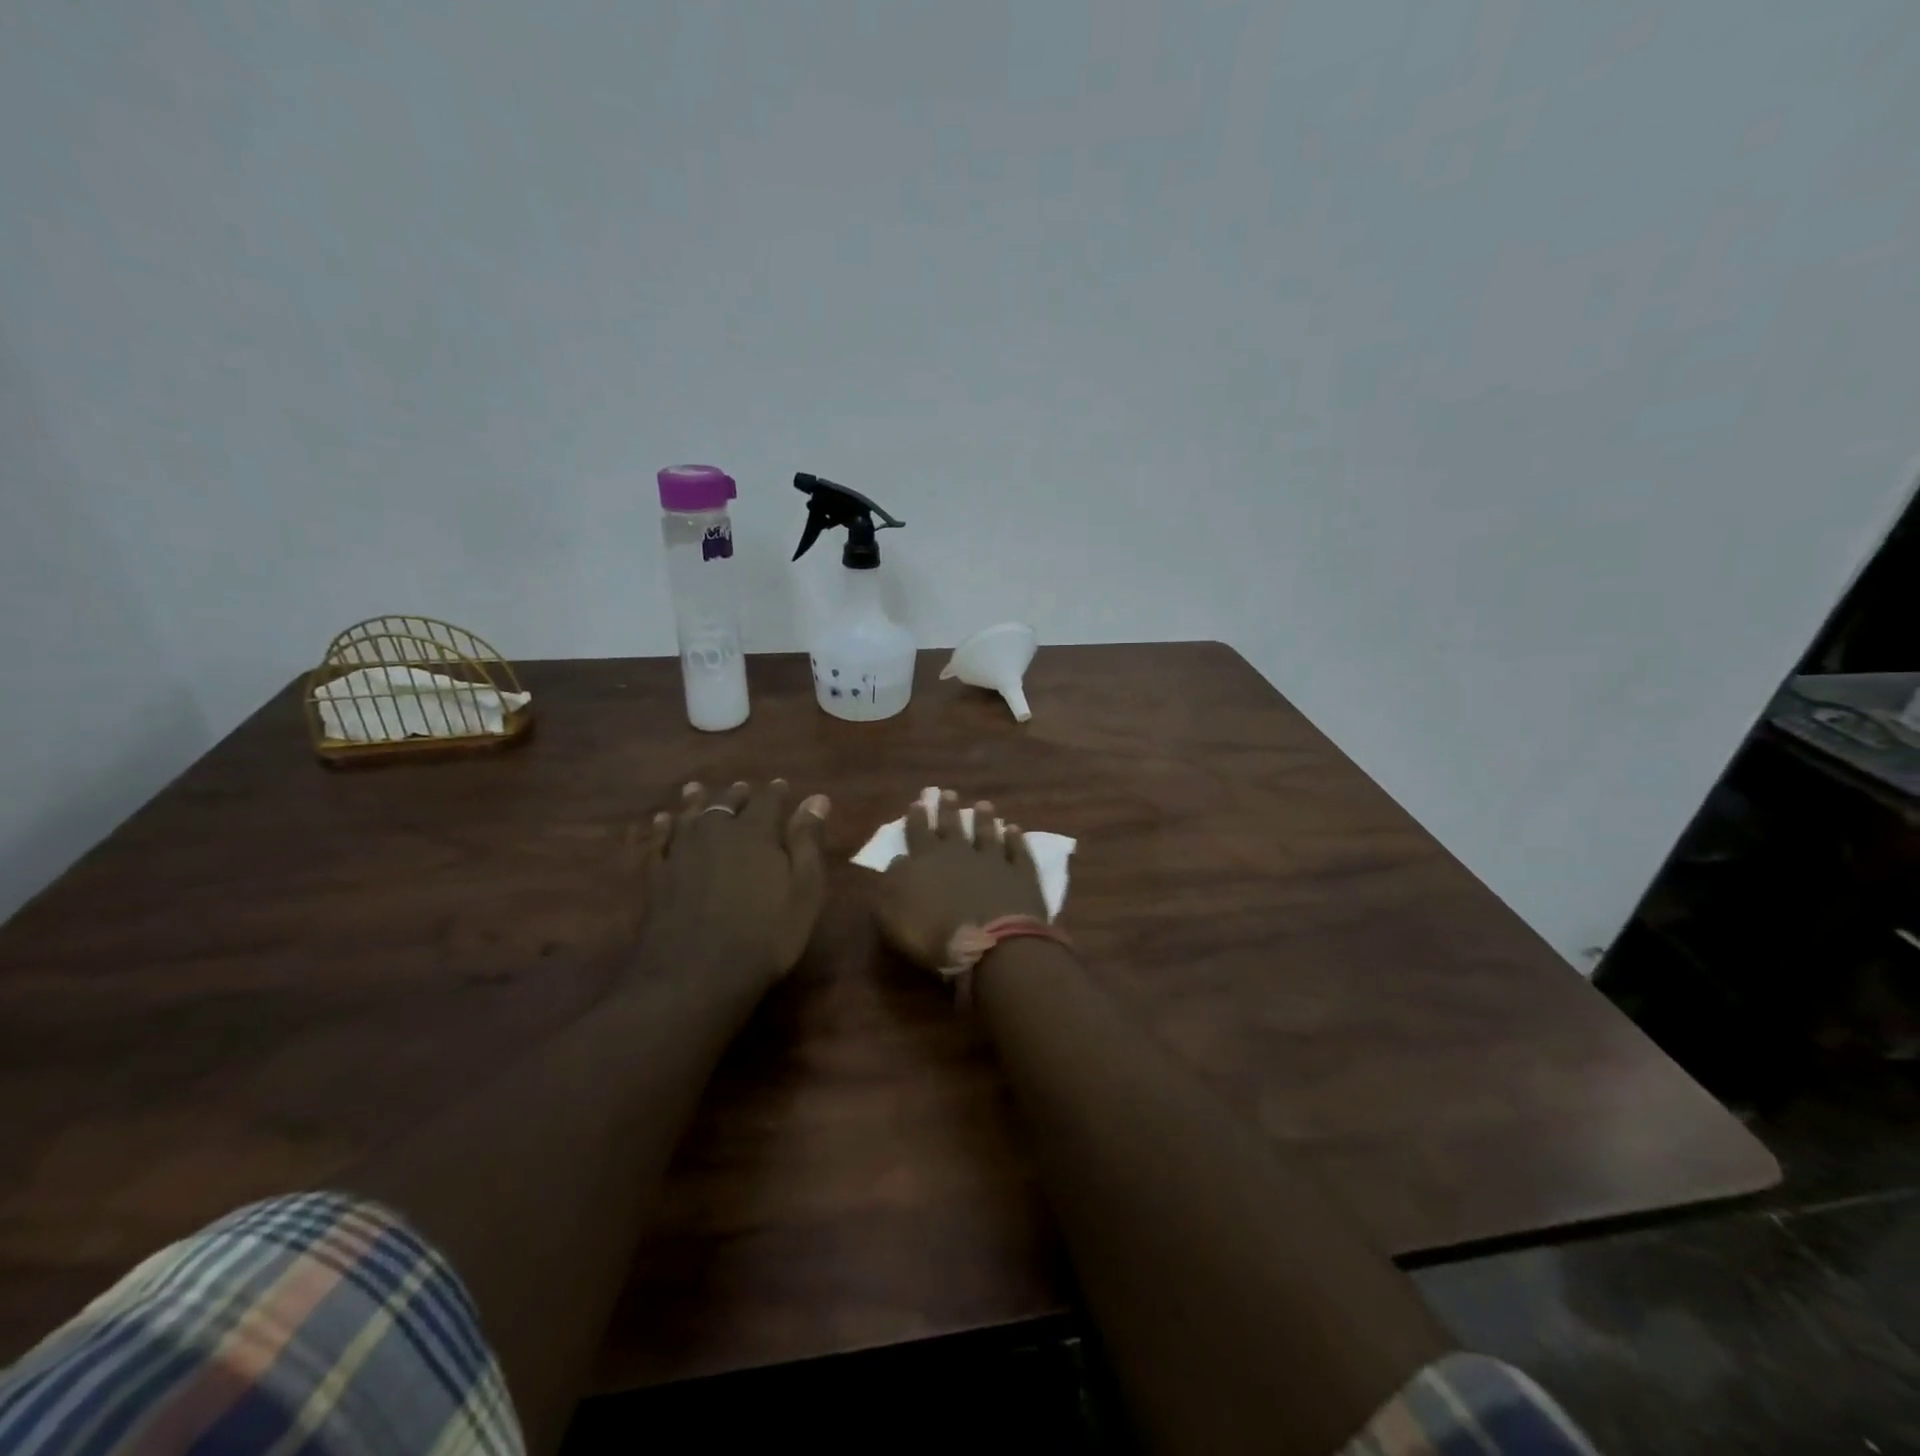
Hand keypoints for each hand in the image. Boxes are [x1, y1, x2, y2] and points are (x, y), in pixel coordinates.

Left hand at [638, 780, 830, 994]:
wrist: (695, 974)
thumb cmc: (765, 934)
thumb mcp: (803, 891)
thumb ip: (808, 842)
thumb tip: (817, 799)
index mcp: (755, 832)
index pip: (768, 800)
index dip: (776, 792)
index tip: (782, 786)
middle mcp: (716, 832)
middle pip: (726, 803)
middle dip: (737, 794)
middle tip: (743, 788)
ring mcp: (682, 853)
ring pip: (689, 816)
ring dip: (696, 801)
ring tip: (698, 789)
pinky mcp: (657, 876)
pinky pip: (658, 842)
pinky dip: (662, 828)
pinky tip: (662, 821)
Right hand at [875, 789, 1047, 969]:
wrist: (989, 943)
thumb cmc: (933, 934)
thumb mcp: (892, 915)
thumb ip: (890, 885)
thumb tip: (897, 862)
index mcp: (925, 860)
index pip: (918, 833)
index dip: (917, 818)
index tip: (918, 801)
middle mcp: (959, 853)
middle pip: (952, 826)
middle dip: (948, 809)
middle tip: (948, 792)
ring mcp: (993, 861)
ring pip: (987, 833)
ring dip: (984, 819)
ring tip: (984, 804)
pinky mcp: (1020, 875)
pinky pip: (1017, 851)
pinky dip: (1015, 840)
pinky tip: (1014, 830)